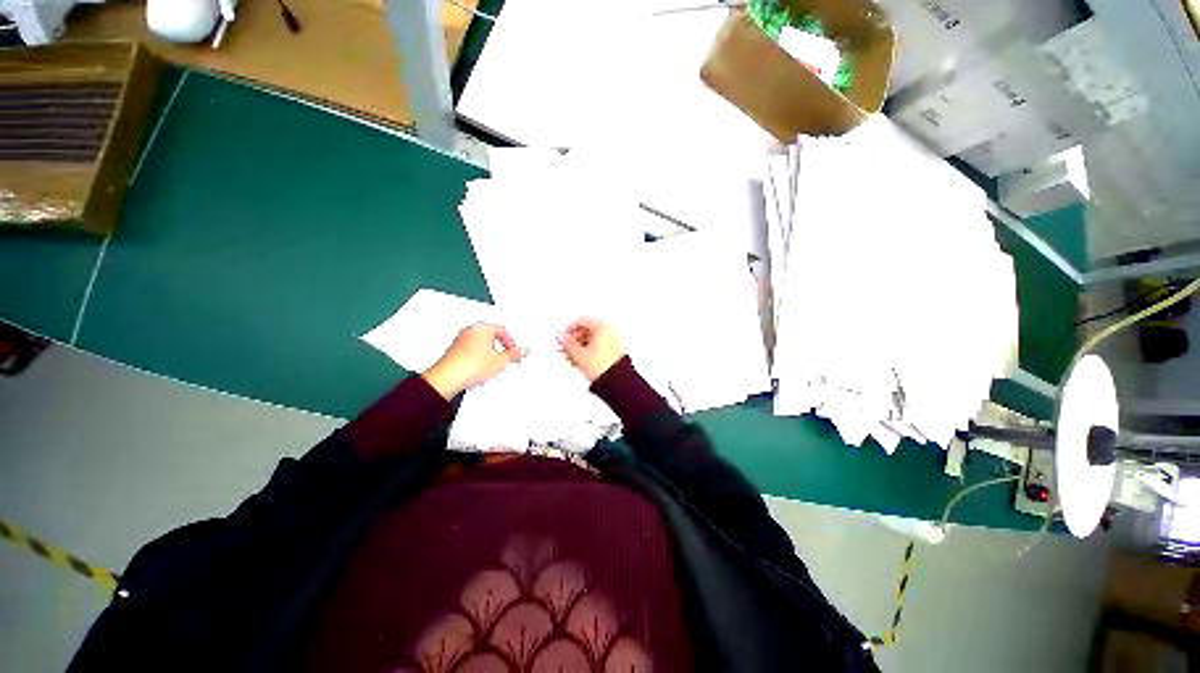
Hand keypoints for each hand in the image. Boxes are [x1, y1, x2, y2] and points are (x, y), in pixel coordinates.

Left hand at [422, 323, 523, 399]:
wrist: (447, 378)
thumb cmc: (469, 365)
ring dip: (490, 354)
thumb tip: (521, 351)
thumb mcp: (500, 362)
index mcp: (482, 327)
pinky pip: (472, 351)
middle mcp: (470, 330)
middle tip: (507, 358)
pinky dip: (480, 358)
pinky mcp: (454, 351)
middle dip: (501, 348)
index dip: (512, 342)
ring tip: (494, 367)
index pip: (503, 330)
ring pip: (482, 344)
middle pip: (492, 336)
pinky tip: (482, 371)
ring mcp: (460, 340)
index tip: (515, 352)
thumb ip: (514, 355)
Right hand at [558, 318, 624, 381]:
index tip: (563, 339)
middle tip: (566, 349)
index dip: (569, 330)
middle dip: (574, 341)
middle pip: (587, 331)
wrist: (617, 381)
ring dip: (580, 348)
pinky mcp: (616, 350)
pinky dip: (589, 352)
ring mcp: (614, 340)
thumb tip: (561, 338)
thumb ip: (567, 344)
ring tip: (573, 358)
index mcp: (602, 326)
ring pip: (592, 340)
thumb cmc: (603, 367)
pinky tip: (582, 361)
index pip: (581, 321)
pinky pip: (599, 346)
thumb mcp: (579, 355)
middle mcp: (610, 330)